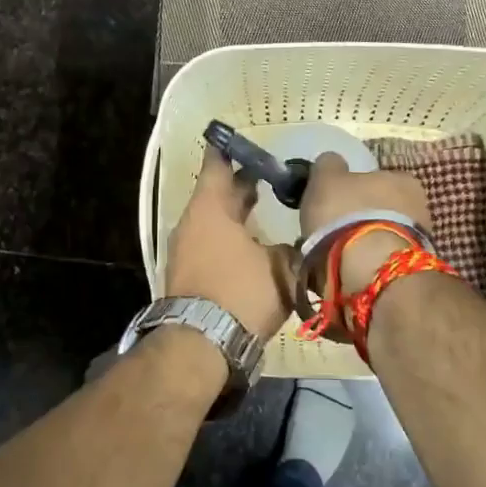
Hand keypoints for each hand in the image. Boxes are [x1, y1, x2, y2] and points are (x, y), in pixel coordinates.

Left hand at [165, 148, 294, 340]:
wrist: (201, 345)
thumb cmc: (240, 293)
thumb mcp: (281, 268)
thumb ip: (292, 248)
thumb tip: (299, 243)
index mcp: (210, 208)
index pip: (218, 165)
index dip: (233, 150)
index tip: (246, 140)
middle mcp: (192, 223)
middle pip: (218, 194)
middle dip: (243, 185)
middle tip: (272, 177)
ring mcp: (186, 250)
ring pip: (215, 222)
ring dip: (238, 215)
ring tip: (268, 211)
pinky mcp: (189, 275)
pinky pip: (212, 244)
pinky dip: (231, 239)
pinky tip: (254, 248)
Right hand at [300, 153, 432, 291]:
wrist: (369, 267)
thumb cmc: (347, 213)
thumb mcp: (327, 177)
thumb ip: (329, 165)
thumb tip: (332, 162)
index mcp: (402, 178)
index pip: (377, 178)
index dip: (354, 188)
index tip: (337, 201)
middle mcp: (418, 206)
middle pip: (383, 207)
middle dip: (362, 216)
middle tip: (335, 228)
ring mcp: (418, 240)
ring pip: (383, 234)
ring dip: (364, 240)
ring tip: (338, 253)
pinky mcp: (410, 269)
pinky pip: (382, 258)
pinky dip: (368, 261)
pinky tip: (349, 268)